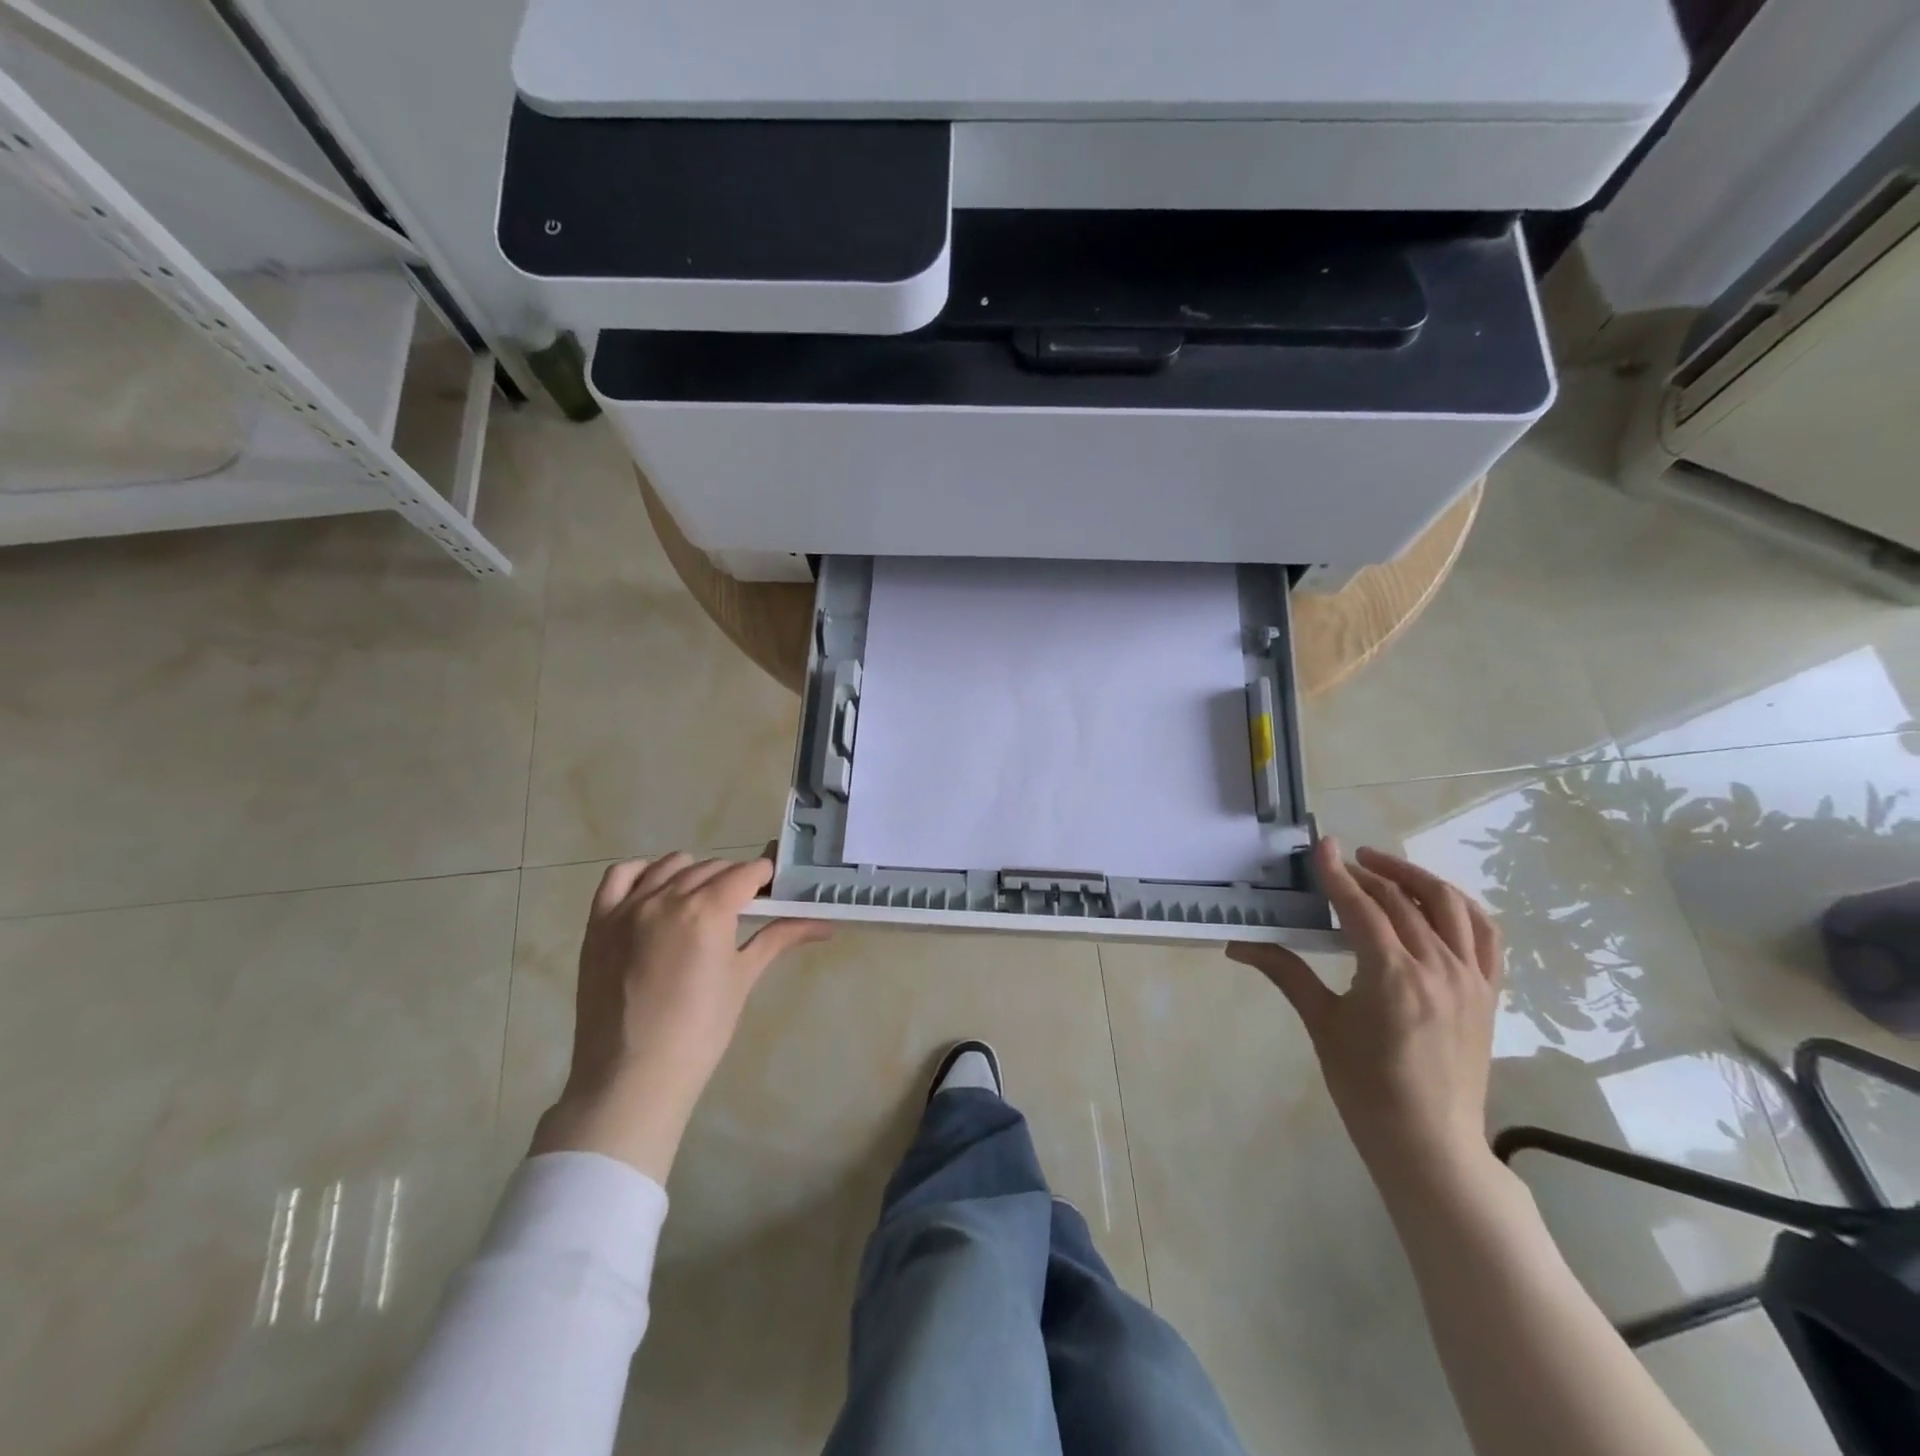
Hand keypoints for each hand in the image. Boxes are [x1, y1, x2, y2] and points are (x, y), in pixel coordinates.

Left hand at [531, 854, 830, 1182]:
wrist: (632, 1078)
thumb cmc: (700, 1032)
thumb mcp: (743, 979)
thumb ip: (779, 939)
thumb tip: (825, 924)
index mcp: (709, 910)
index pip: (747, 872)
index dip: (765, 878)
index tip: (774, 891)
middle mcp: (668, 897)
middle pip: (712, 867)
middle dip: (734, 880)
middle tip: (745, 906)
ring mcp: (628, 907)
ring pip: (670, 866)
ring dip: (694, 874)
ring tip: (702, 903)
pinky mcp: (599, 923)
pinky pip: (620, 876)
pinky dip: (642, 873)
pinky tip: (656, 890)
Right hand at [1229, 838, 1503, 1198]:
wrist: (1428, 1142)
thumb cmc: (1366, 1086)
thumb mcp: (1321, 1024)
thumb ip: (1285, 972)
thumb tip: (1236, 944)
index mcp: (1394, 977)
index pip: (1362, 907)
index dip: (1337, 873)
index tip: (1321, 844)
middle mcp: (1439, 969)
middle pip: (1401, 902)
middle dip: (1367, 874)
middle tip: (1338, 864)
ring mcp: (1472, 980)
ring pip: (1450, 907)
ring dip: (1415, 879)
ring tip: (1384, 868)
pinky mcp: (1489, 993)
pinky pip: (1486, 936)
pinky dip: (1461, 908)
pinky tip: (1436, 903)